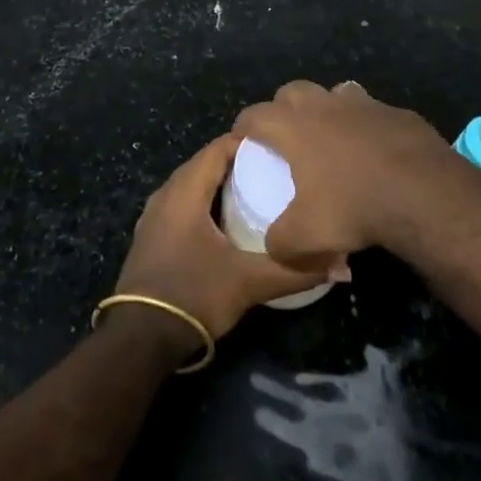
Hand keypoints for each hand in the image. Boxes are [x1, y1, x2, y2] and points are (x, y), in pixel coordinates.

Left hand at [112, 134, 327, 343]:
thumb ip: (294, 271)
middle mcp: (166, 193)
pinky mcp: (151, 236)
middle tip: (273, 170)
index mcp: (185, 190)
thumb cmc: (193, 294)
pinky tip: (226, 222)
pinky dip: (204, 203)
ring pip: (191, 184)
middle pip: (204, 163)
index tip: (279, 148)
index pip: (218, 147)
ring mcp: (154, 215)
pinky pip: (182, 204)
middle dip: (237, 162)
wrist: (139, 337)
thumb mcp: (248, 283)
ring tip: (256, 192)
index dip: (247, 142)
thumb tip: (341, 266)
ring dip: (219, 184)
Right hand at [233, 80, 458, 268]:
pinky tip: (375, 152)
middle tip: (285, 135)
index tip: (242, 140)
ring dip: (327, 109)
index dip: (244, 126)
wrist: (423, 193)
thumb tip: (273, 246)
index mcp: (294, 127)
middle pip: (292, 91)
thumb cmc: (354, 207)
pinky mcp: (397, 113)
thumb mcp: (306, 238)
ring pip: (334, 93)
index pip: (255, 114)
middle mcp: (324, 105)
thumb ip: (280, 242)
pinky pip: (373, 112)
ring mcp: (364, 104)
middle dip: (282, 108)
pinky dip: (366, 126)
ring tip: (331, 137)